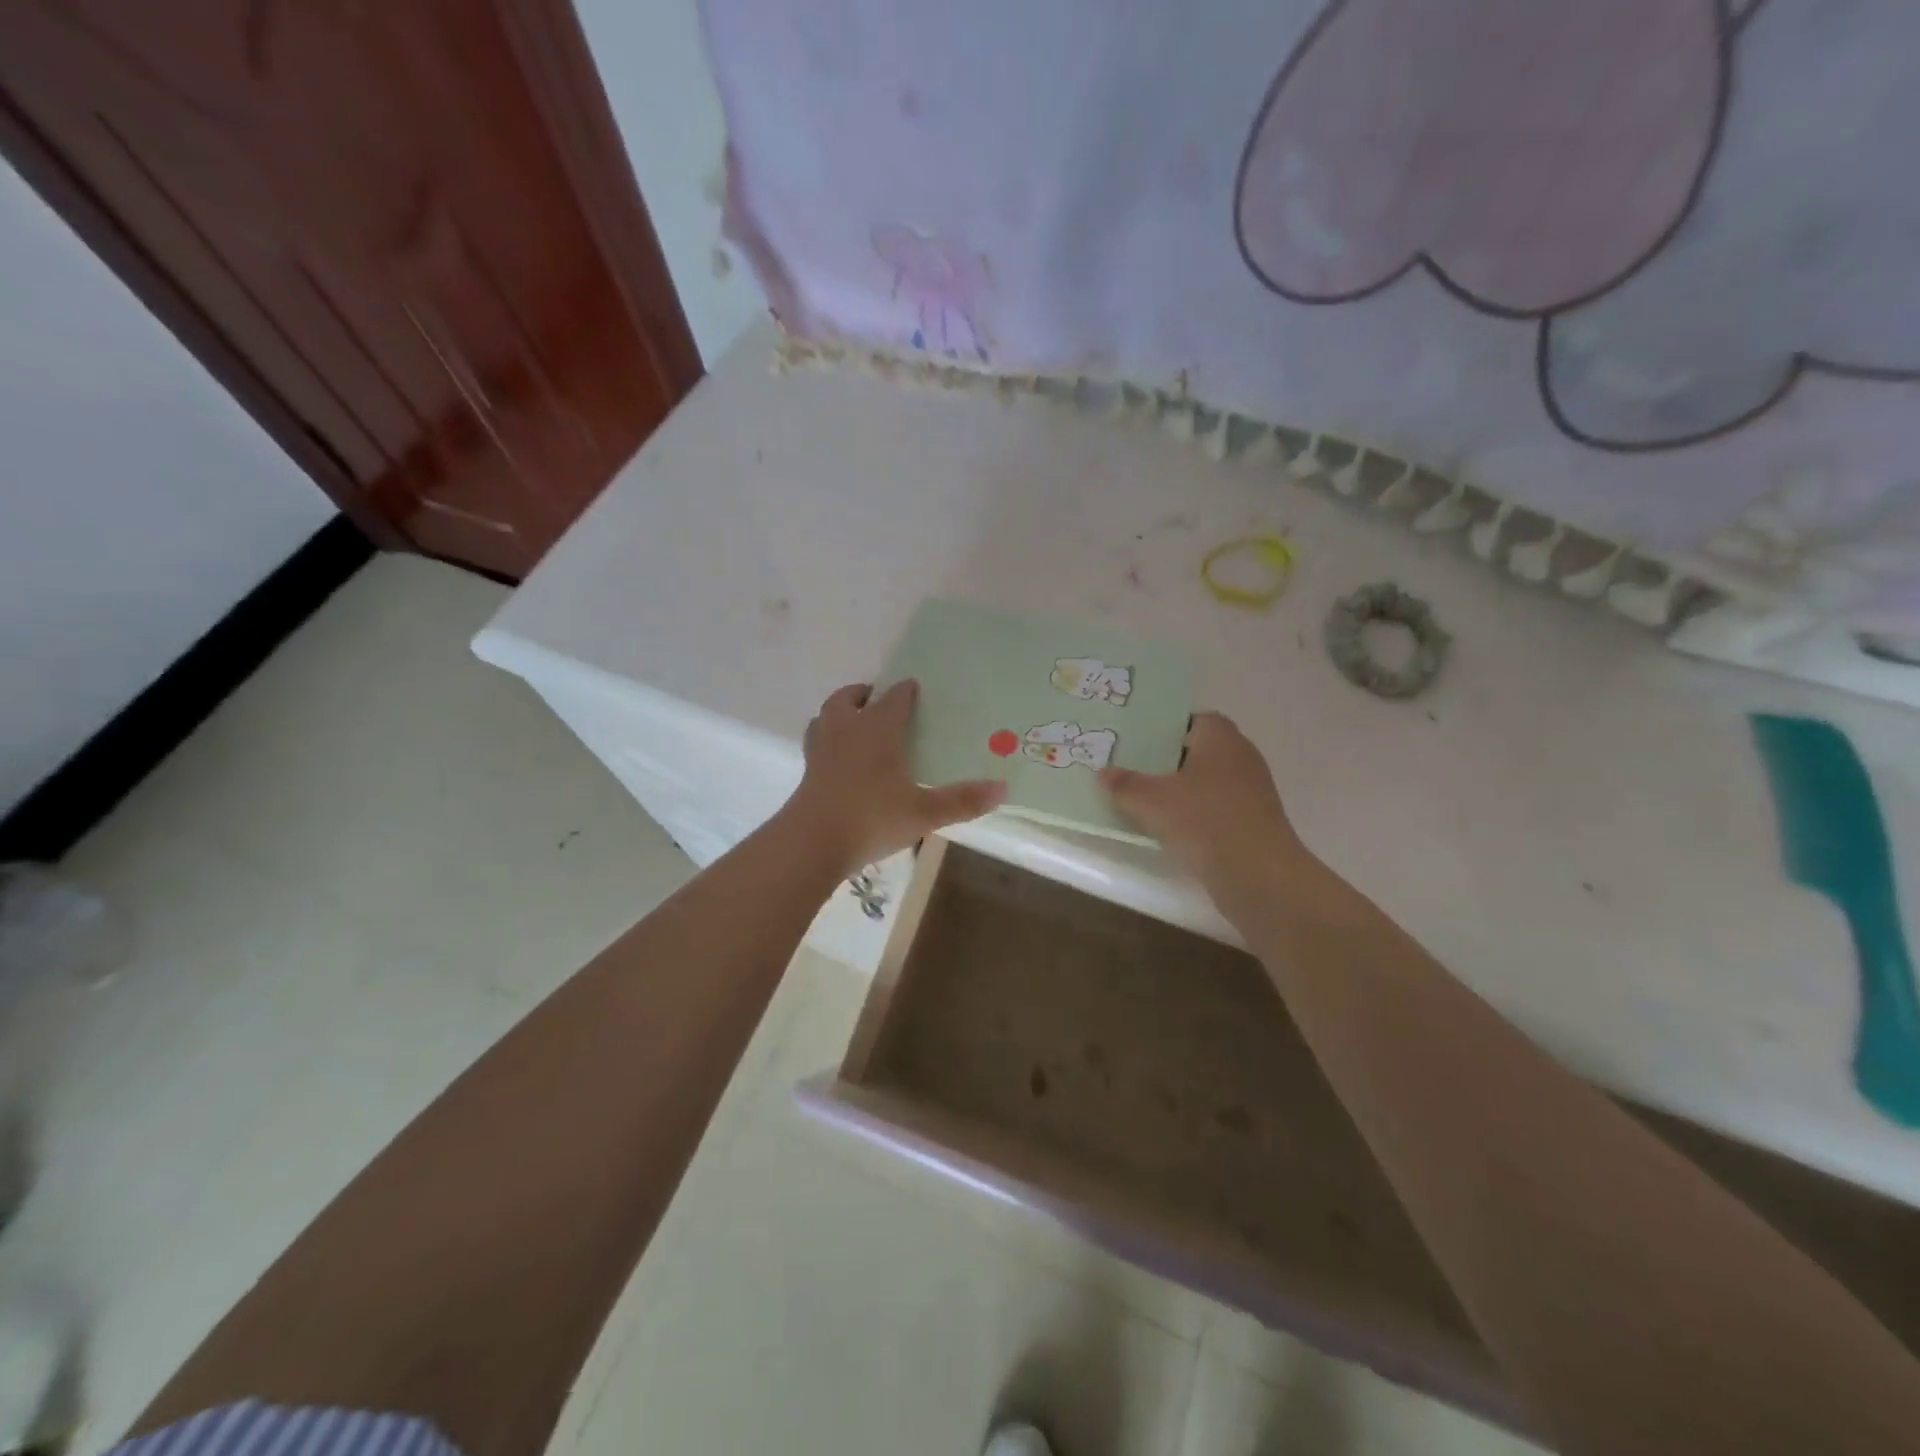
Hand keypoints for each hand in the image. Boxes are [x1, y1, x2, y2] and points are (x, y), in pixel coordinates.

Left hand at [787, 680, 1006, 876]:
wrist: (812, 842)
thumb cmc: (872, 818)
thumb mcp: (924, 813)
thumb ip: (962, 800)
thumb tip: (1003, 788)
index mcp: (877, 730)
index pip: (893, 699)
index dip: (905, 692)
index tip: (914, 688)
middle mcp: (846, 730)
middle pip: (849, 699)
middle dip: (863, 694)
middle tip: (876, 698)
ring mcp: (821, 750)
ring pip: (825, 717)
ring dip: (838, 712)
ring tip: (852, 721)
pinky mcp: (807, 772)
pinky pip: (816, 743)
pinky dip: (826, 740)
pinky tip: (837, 759)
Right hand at [1098, 712, 1308, 905]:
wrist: (1260, 876)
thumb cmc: (1205, 822)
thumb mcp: (1152, 802)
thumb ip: (1125, 785)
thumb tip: (1102, 772)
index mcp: (1220, 738)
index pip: (1192, 719)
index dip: (1164, 728)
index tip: (1136, 742)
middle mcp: (1240, 756)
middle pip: (1198, 750)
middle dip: (1167, 760)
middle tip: (1131, 769)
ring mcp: (1251, 790)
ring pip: (1207, 780)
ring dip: (1181, 789)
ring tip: (1144, 800)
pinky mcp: (1253, 821)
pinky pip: (1216, 806)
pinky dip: (1195, 812)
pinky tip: (1171, 828)